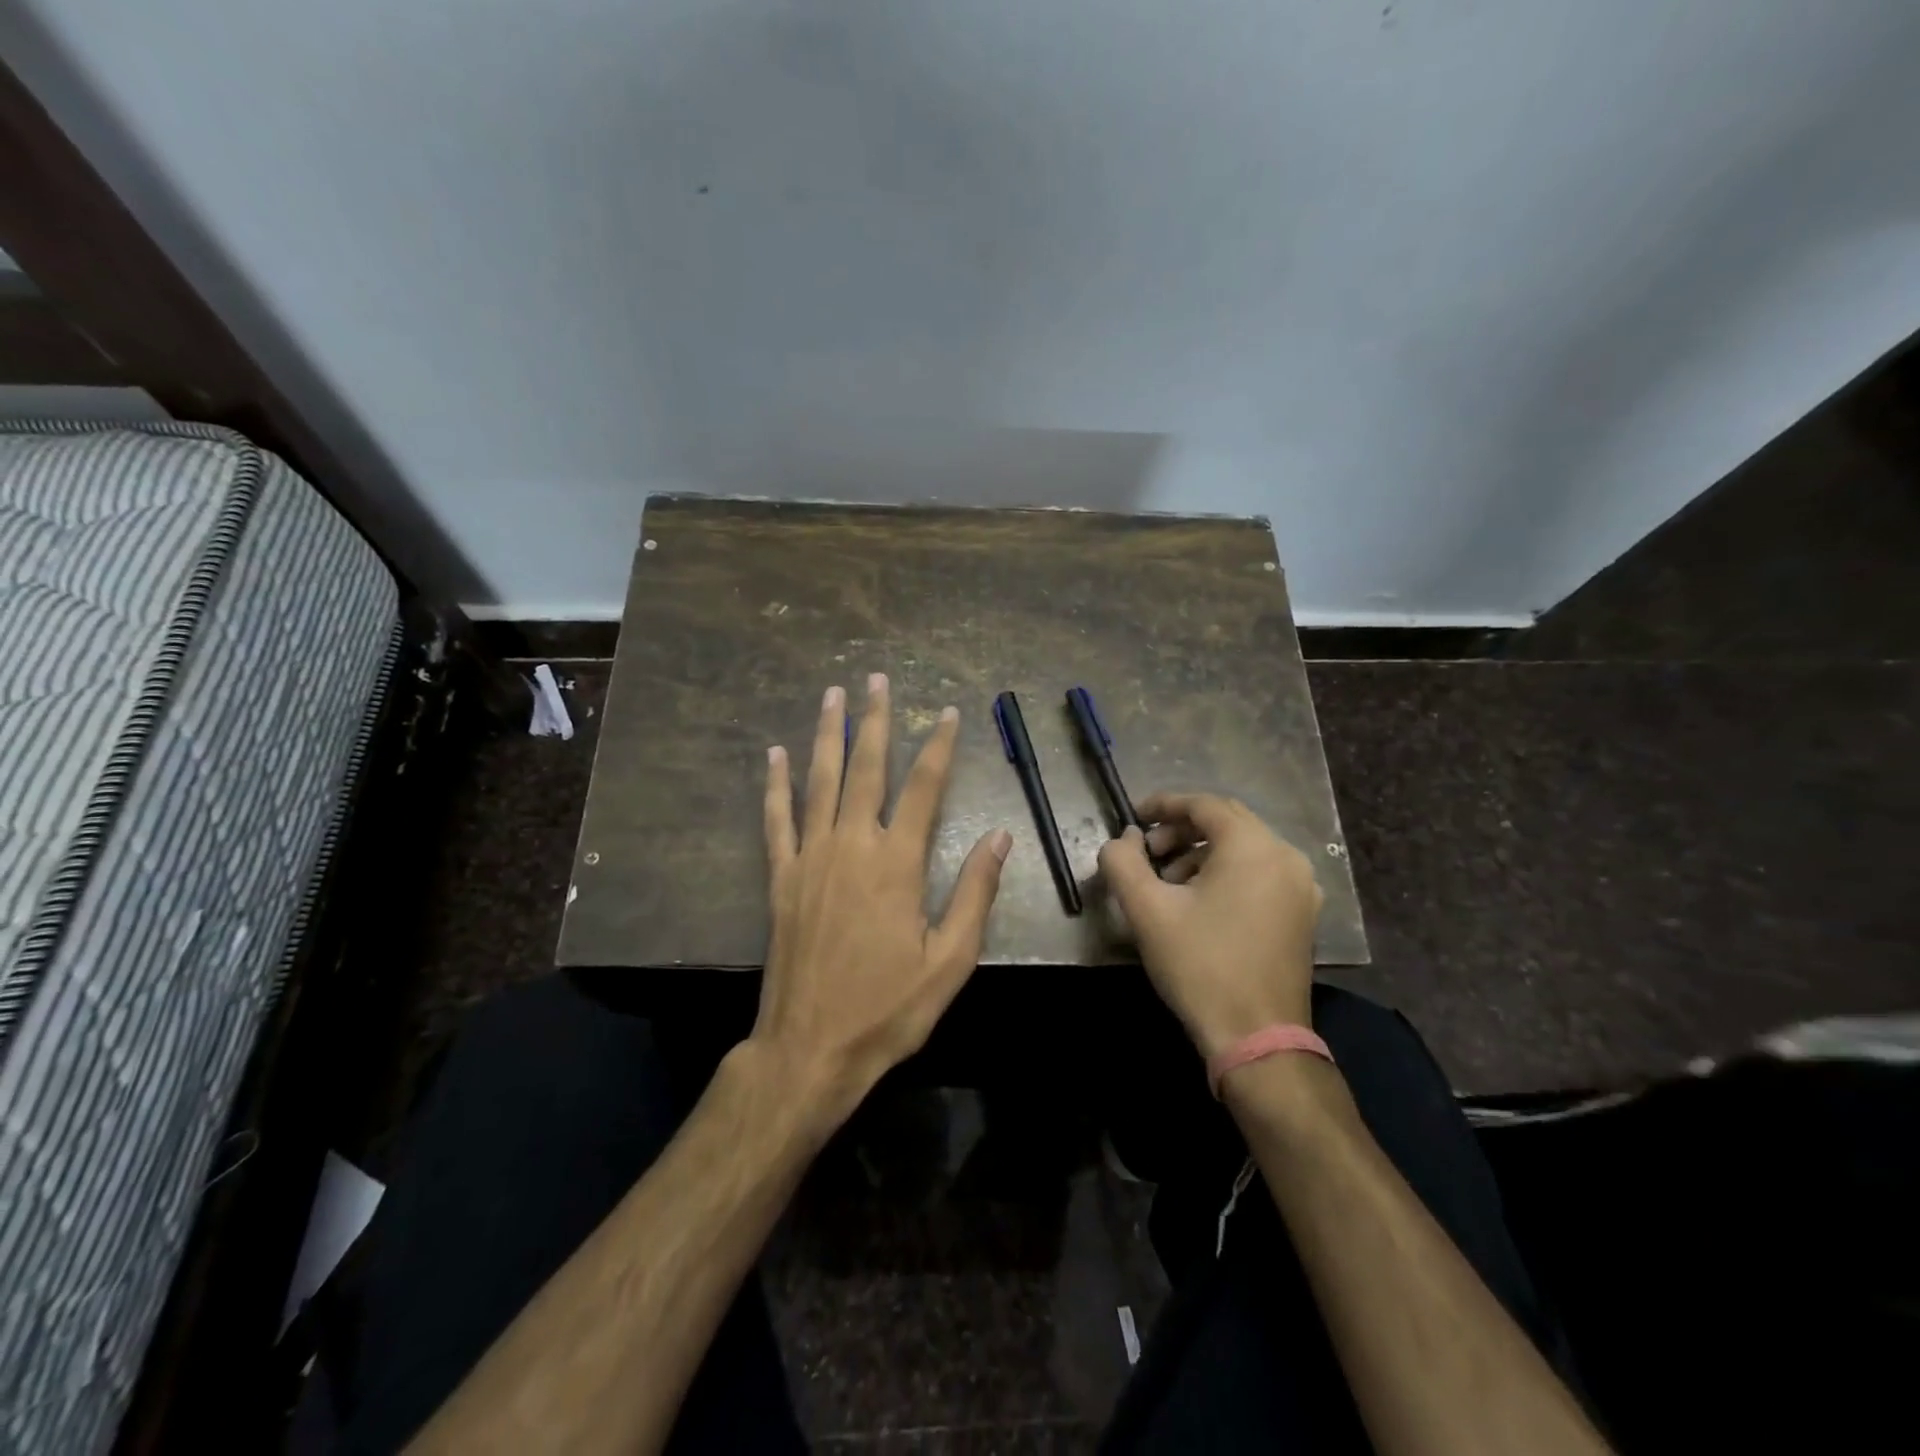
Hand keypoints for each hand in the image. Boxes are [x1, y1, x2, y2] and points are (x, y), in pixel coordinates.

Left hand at [754, 674, 1011, 1127]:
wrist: (810, 1047)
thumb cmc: (887, 1008)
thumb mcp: (949, 960)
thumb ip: (974, 893)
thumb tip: (999, 836)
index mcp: (896, 864)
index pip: (924, 788)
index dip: (939, 747)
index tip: (947, 713)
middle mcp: (851, 846)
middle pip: (865, 768)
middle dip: (875, 721)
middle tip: (878, 680)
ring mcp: (810, 858)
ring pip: (820, 781)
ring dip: (828, 735)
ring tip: (833, 695)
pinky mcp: (780, 878)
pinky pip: (777, 819)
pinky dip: (776, 785)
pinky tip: (775, 755)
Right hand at [1097, 793, 1322, 1058]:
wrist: (1256, 1036)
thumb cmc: (1200, 965)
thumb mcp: (1147, 909)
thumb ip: (1122, 862)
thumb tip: (1123, 839)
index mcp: (1252, 846)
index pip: (1204, 804)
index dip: (1164, 805)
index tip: (1133, 818)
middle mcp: (1285, 856)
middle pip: (1227, 823)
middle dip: (1181, 830)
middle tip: (1148, 852)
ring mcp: (1300, 887)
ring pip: (1244, 849)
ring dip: (1202, 853)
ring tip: (1168, 882)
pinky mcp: (1302, 914)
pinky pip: (1260, 873)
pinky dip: (1227, 873)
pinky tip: (1200, 902)